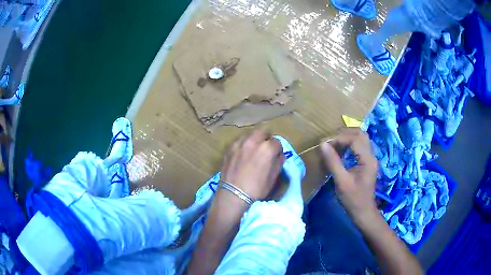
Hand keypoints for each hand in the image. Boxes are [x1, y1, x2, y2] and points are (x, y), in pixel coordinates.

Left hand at [221, 129, 284, 200]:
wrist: (233, 195)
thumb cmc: (256, 189)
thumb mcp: (273, 178)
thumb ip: (279, 163)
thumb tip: (280, 156)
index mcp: (267, 148)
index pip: (277, 142)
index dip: (278, 150)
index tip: (276, 156)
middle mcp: (253, 141)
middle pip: (263, 131)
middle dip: (266, 138)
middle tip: (266, 149)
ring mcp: (239, 143)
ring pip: (250, 134)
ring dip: (254, 139)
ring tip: (254, 150)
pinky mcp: (229, 148)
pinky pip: (239, 141)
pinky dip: (243, 144)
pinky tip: (243, 154)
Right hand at [320, 128, 377, 223]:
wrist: (363, 211)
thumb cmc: (353, 199)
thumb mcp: (341, 182)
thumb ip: (333, 162)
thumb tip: (323, 145)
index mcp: (367, 160)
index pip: (355, 139)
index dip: (340, 138)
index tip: (326, 144)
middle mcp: (371, 155)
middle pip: (360, 134)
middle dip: (344, 133)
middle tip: (330, 140)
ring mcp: (370, 158)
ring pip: (361, 138)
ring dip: (347, 137)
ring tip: (334, 143)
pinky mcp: (367, 162)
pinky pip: (360, 145)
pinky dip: (350, 143)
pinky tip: (341, 150)